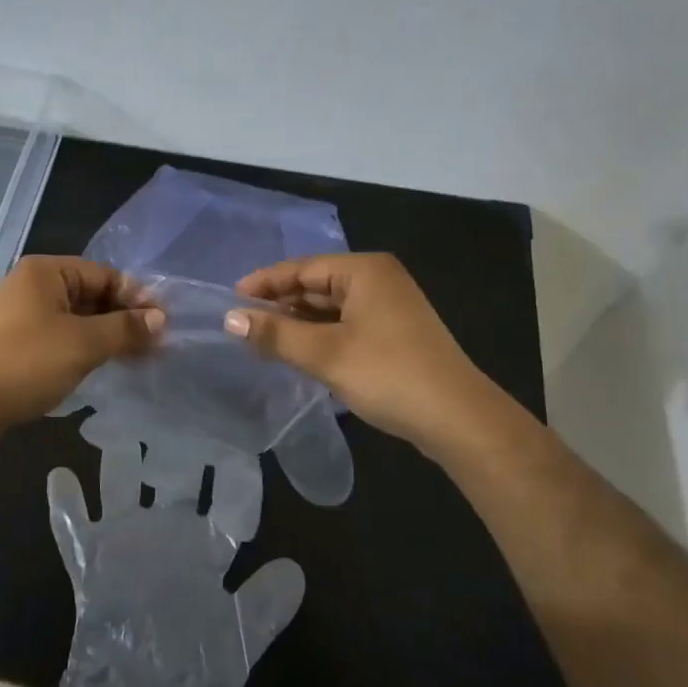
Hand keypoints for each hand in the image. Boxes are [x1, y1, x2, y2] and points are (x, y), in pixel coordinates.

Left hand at [0, 256, 164, 429]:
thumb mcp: (83, 343)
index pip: (106, 275)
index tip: (164, 325)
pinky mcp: (18, 343)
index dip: (137, 298)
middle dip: (125, 319)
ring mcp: (23, 315)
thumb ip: (125, 329)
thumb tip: (161, 320)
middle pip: (92, 295)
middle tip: (157, 346)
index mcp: (47, 271)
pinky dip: (86, 349)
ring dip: (108, 336)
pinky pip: (62, 338)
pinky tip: (105, 367)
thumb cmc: (25, 362)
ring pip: (78, 319)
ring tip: (139, 359)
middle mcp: (34, 286)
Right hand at [227, 253, 497, 454]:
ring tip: (264, 340)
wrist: (458, 418)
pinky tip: (300, 352)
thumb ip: (276, 334)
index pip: (302, 268)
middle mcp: (379, 279)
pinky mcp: (395, 332)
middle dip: (281, 304)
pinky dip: (321, 335)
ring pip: (331, 307)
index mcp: (364, 270)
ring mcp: (390, 306)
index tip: (231, 300)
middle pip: (317, 285)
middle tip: (243, 324)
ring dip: (299, 322)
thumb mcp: (325, 354)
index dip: (264, 283)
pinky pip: (346, 323)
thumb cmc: (388, 374)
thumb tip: (230, 318)